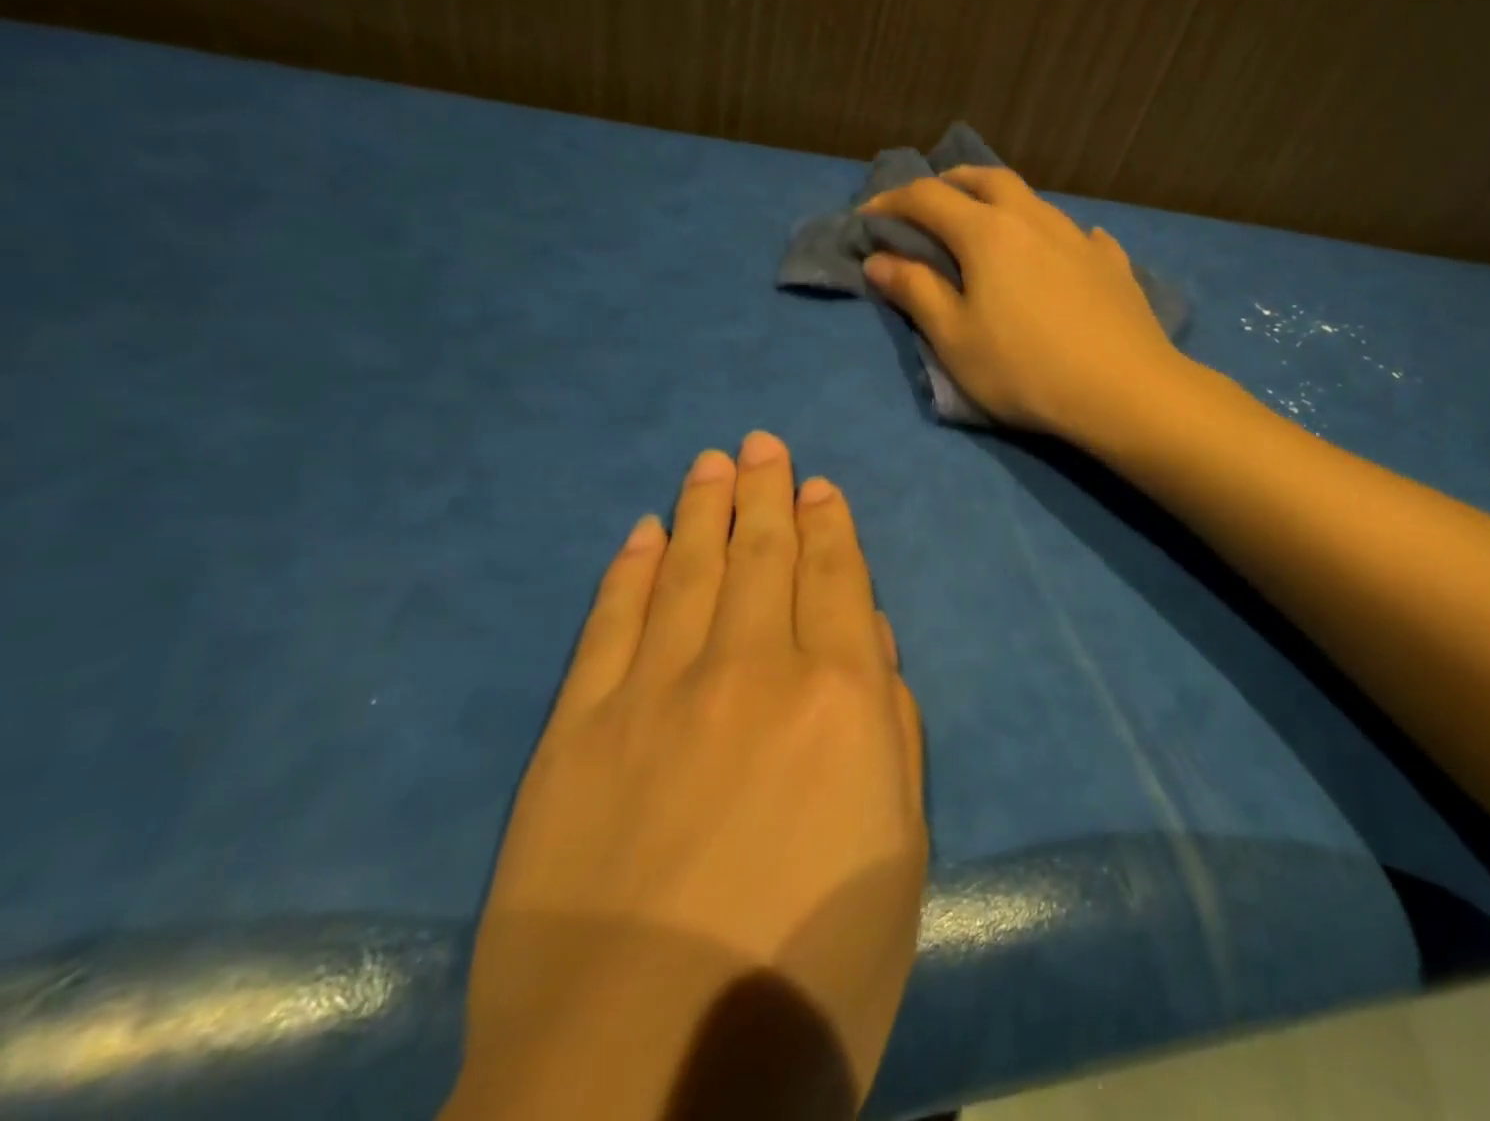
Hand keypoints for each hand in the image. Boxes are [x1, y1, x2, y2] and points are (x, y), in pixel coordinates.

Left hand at [445, 433, 926, 1119]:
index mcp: (840, 697)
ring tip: (710, 463)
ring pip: (691, 571)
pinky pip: (613, 624)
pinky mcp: (578, 731)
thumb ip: (892, 730)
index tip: (819, 485)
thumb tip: (866, 640)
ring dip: (704, 510)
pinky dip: (632, 571)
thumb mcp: (900, 854)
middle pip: (762, 554)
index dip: (829, 525)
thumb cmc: (810, 976)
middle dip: (765, 492)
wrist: (640, 1086)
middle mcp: (751, 668)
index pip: (835, 578)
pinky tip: (645, 534)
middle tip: (760, 444)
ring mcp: (657, 692)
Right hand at [861, 166, 1181, 436]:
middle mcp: (1033, 219)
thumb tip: (880, 259)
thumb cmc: (1024, 368)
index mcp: (986, 232)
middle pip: (985, 179)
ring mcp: (1078, 237)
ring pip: (1032, 200)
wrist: (1123, 390)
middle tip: (929, 201)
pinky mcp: (1112, 263)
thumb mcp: (954, 338)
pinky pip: (1077, 235)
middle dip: (949, 183)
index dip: (891, 203)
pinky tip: (1060, 254)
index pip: (926, 198)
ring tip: (989, 224)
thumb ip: (915, 291)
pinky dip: (1054, 237)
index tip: (867, 219)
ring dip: (1000, 201)